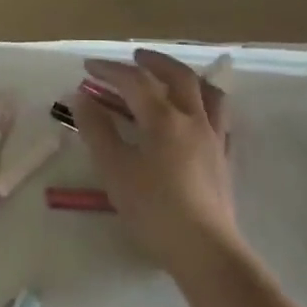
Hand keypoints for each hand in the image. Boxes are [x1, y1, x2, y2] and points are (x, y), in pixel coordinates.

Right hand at [74, 50, 243, 275]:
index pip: (134, 81)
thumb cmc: (153, 209)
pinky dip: (205, 106)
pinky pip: (221, 119)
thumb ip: (96, 129)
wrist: (203, 249)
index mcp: (164, 119)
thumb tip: (81, 97)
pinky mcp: (224, 159)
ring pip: (209, 93)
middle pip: (178, 76)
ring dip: (187, 78)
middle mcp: (193, 120)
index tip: (88, 67)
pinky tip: (196, 117)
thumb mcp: (114, 169)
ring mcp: (214, 138)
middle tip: (135, 57)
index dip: (110, 70)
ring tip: (172, 78)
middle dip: (154, 62)